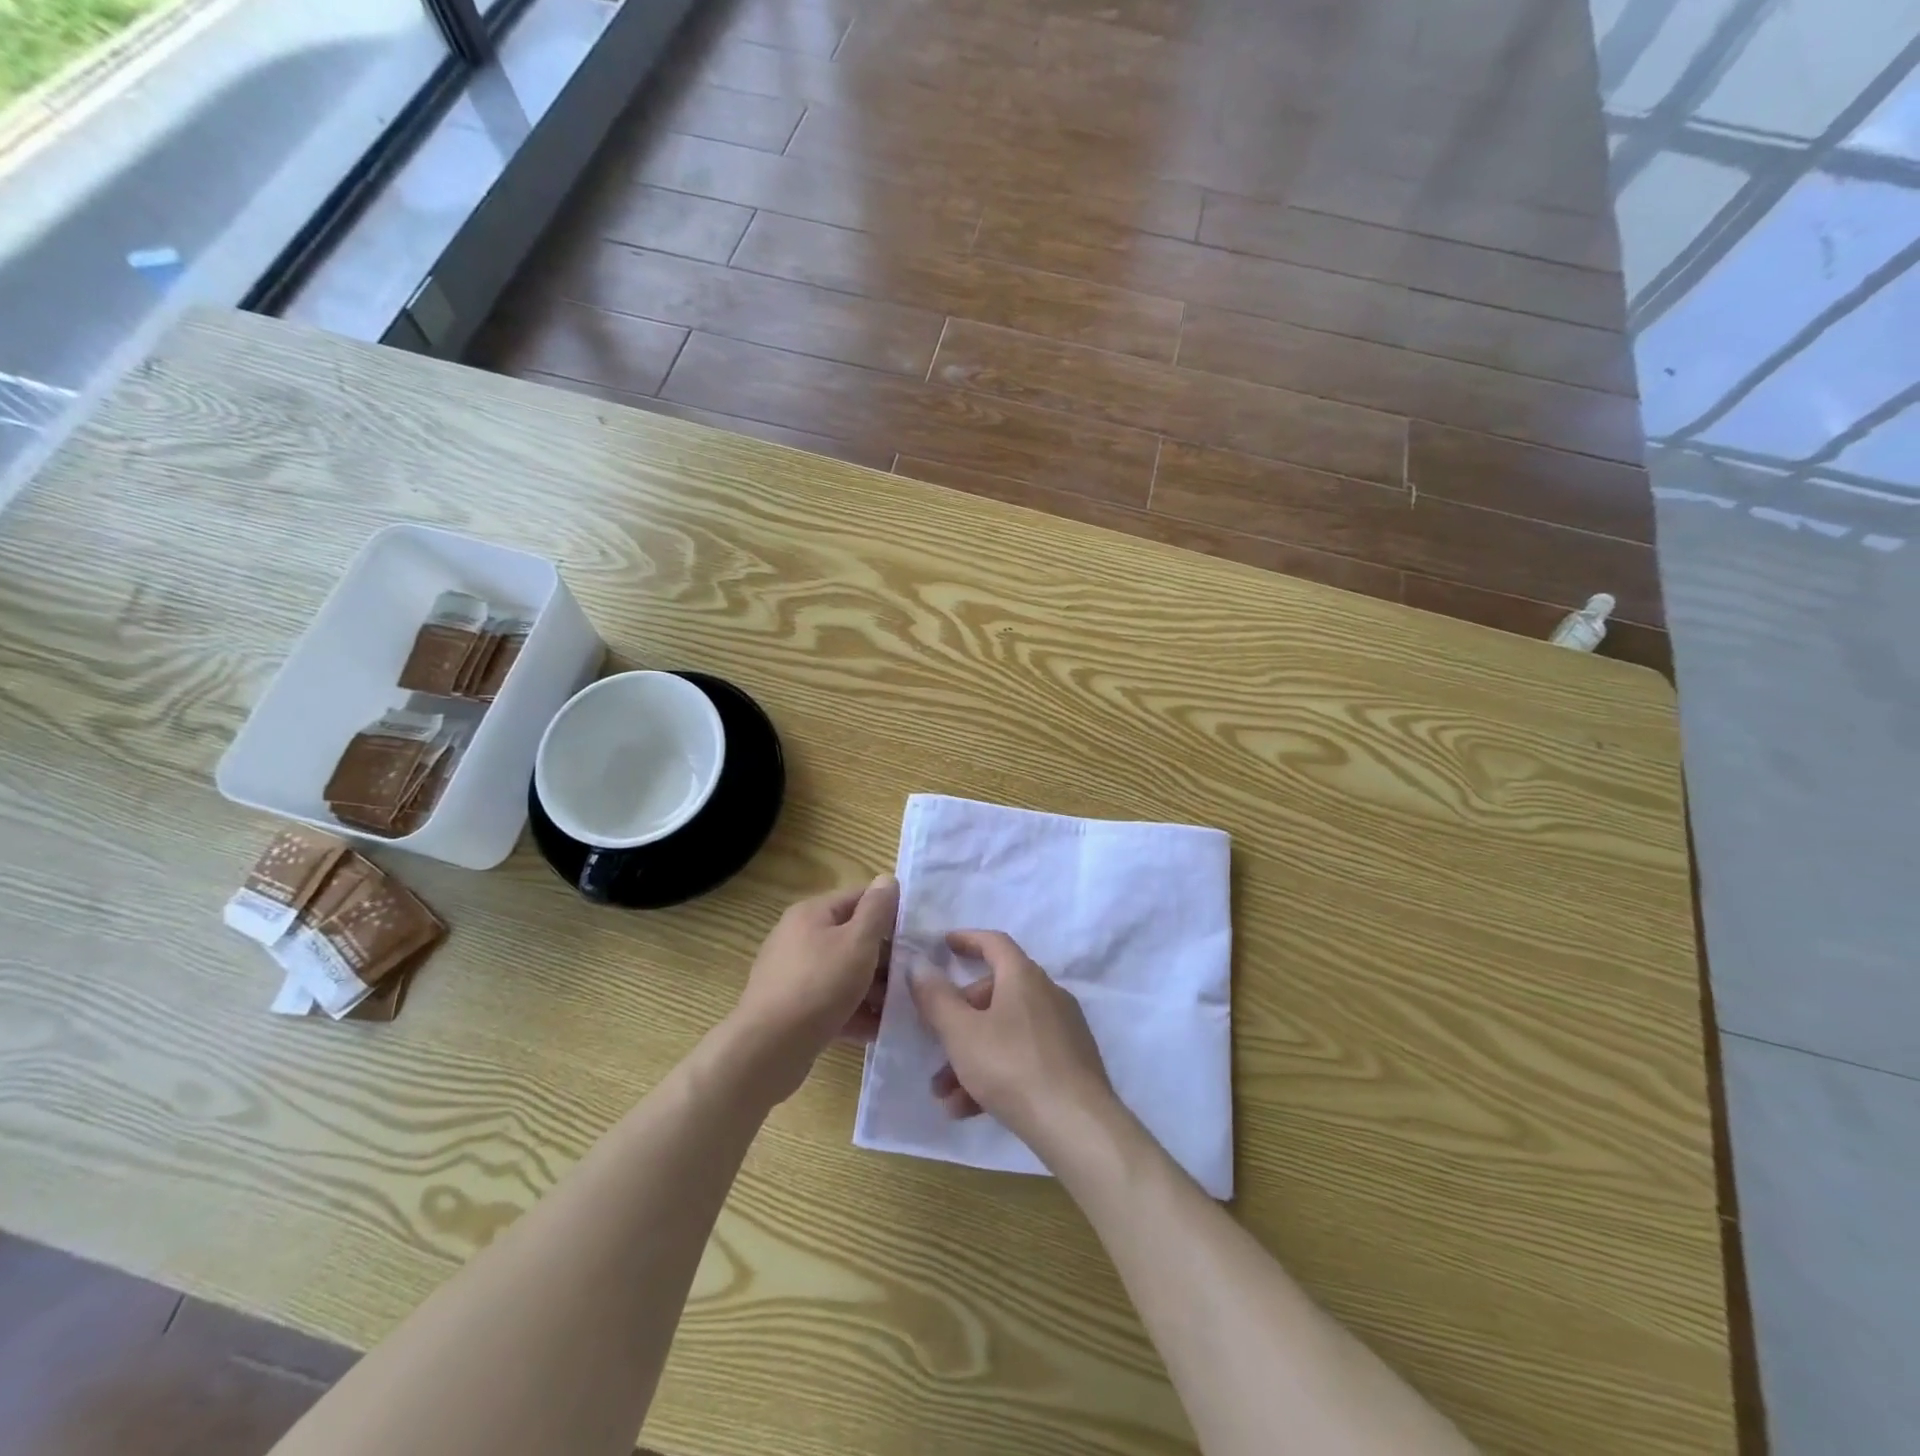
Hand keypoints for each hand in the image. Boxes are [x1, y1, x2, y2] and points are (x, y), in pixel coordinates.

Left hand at [729, 875, 897, 1098]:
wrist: (767, 1049)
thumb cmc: (819, 985)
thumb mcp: (857, 942)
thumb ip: (877, 910)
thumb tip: (888, 878)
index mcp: (812, 914)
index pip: (859, 899)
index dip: (890, 913)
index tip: (918, 935)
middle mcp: (799, 938)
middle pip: (853, 938)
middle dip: (885, 957)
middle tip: (914, 977)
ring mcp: (794, 976)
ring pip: (845, 974)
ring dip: (874, 989)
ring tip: (903, 1007)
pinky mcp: (794, 1010)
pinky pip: (833, 1003)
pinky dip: (856, 1012)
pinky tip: (881, 1030)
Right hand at [908, 930, 1116, 1152]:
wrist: (1077, 1125)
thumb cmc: (1012, 1067)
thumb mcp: (961, 1033)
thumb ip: (936, 998)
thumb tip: (918, 964)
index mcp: (1023, 977)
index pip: (994, 943)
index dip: (967, 940)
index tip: (944, 945)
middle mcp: (1047, 994)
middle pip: (995, 994)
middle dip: (958, 1020)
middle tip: (934, 1044)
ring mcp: (1062, 1030)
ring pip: (1005, 1032)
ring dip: (971, 1056)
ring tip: (944, 1094)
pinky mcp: (1070, 1063)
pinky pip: (1023, 1057)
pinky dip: (995, 1074)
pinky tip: (969, 1110)